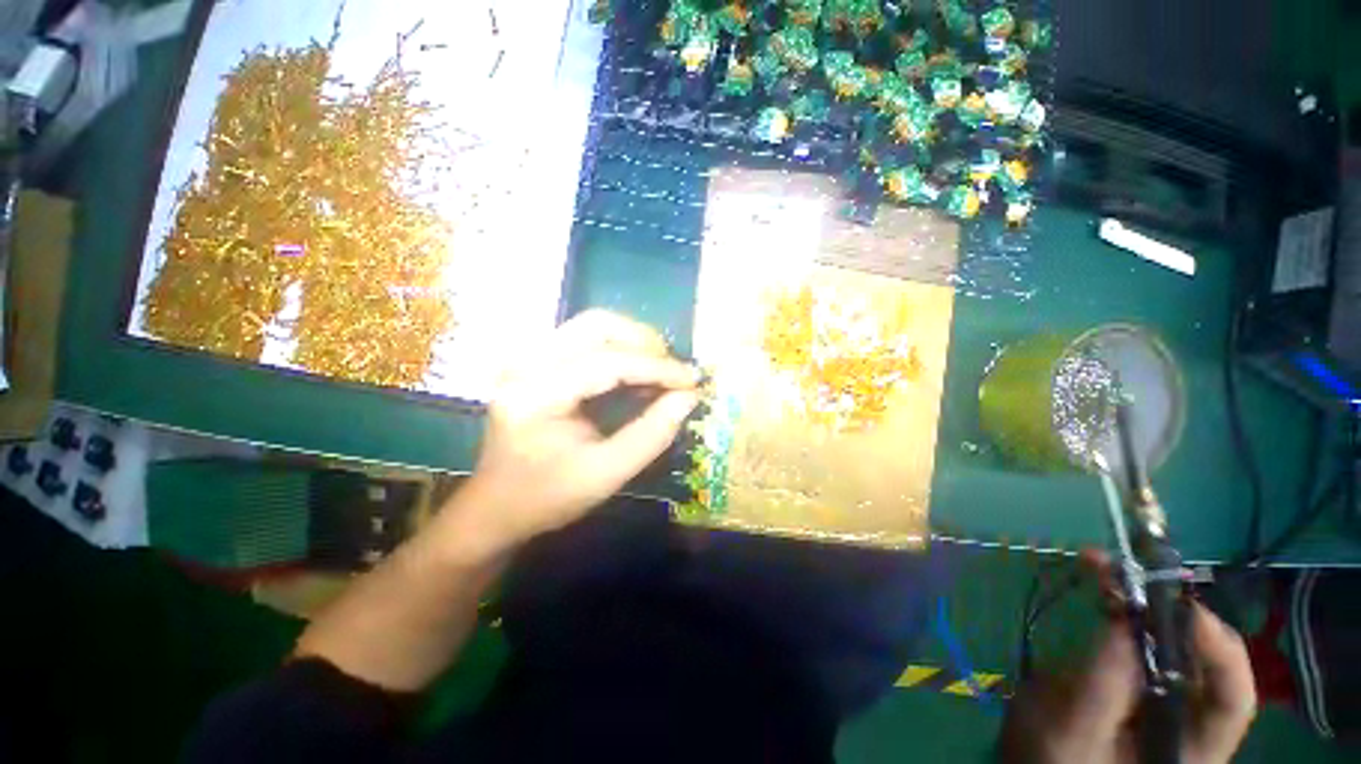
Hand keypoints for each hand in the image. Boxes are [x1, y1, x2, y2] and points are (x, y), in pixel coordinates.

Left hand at [454, 310, 699, 551]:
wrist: (496, 506)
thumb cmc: (547, 497)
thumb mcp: (606, 474)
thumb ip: (652, 434)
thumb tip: (689, 396)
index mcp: (535, 396)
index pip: (606, 363)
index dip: (656, 368)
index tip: (692, 380)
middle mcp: (525, 364)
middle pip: (597, 324)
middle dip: (645, 342)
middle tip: (673, 372)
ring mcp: (527, 357)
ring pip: (592, 324)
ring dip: (634, 340)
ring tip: (659, 370)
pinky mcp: (536, 360)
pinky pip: (585, 336)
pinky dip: (619, 347)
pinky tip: (636, 371)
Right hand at [1001, 560, 1256, 762]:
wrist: (1035, 759)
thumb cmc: (1052, 761)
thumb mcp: (1070, 735)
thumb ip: (1100, 691)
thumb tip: (1125, 622)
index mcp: (1190, 749)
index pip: (1232, 701)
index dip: (1220, 653)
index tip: (1183, 609)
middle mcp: (1188, 718)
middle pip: (1204, 660)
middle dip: (1172, 611)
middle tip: (1130, 573)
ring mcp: (1162, 696)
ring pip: (1170, 641)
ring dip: (1142, 599)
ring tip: (1102, 565)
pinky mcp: (1136, 677)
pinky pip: (1140, 637)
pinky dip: (1122, 606)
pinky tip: (1101, 582)